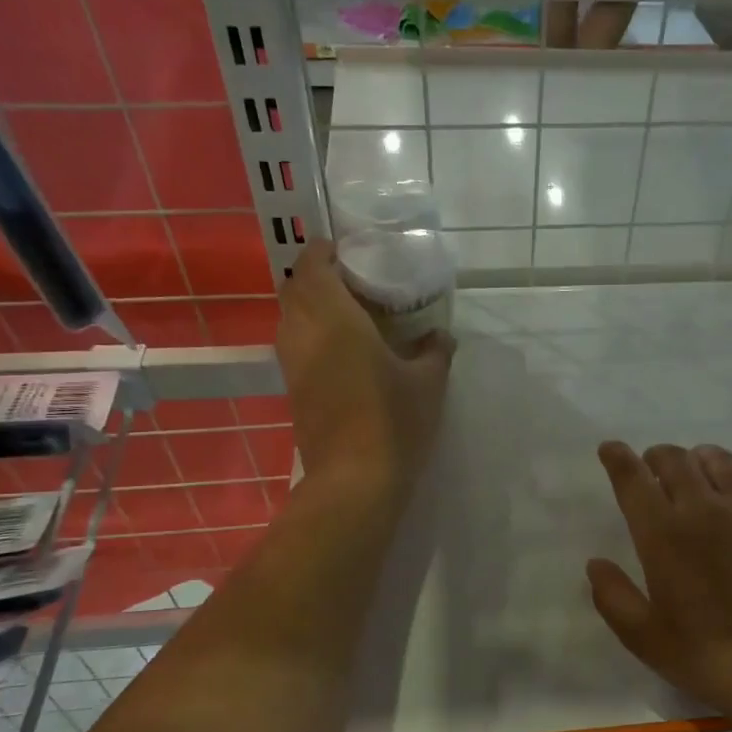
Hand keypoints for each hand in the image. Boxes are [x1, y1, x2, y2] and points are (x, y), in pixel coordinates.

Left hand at [277, 240, 453, 498]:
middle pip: (294, 288)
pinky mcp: (292, 390)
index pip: (313, 266)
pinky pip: (295, 345)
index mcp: (334, 318)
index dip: (325, 251)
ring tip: (350, 313)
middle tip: (354, 281)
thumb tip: (440, 336)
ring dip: (312, 306)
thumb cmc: (393, 421)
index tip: (349, 251)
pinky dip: (312, 334)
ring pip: (290, 318)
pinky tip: (344, 350)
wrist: (354, 480)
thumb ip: (435, 351)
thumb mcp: (428, 383)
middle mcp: (303, 333)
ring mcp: (292, 364)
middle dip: (317, 276)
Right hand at [588, 442, 731, 717]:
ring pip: (718, 460)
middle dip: (656, 456)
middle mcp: (703, 509)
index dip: (618, 458)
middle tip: (650, 469)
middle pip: (675, 459)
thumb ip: (613, 597)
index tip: (610, 448)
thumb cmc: (709, 654)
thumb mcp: (645, 637)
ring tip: (693, 474)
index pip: (633, 479)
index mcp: (663, 534)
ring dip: (697, 460)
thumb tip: (596, 564)